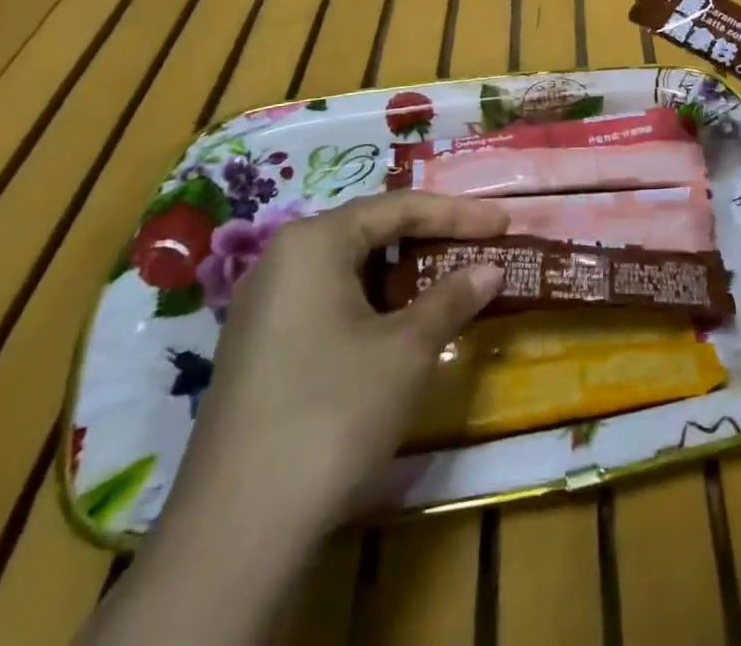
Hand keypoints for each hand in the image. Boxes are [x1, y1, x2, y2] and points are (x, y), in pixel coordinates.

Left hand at [166, 191, 508, 534]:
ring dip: (403, 273)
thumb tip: (491, 269)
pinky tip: (400, 325)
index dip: (458, 213)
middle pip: (370, 231)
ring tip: (449, 280)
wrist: (236, 532)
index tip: (504, 221)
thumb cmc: (333, 413)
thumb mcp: (407, 350)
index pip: (399, 207)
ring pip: (349, 268)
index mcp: (314, 242)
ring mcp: (263, 307)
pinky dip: (372, 303)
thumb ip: (452, 298)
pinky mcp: (259, 349)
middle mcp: (281, 260)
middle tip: (480, 244)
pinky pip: (327, 301)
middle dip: (429, 237)